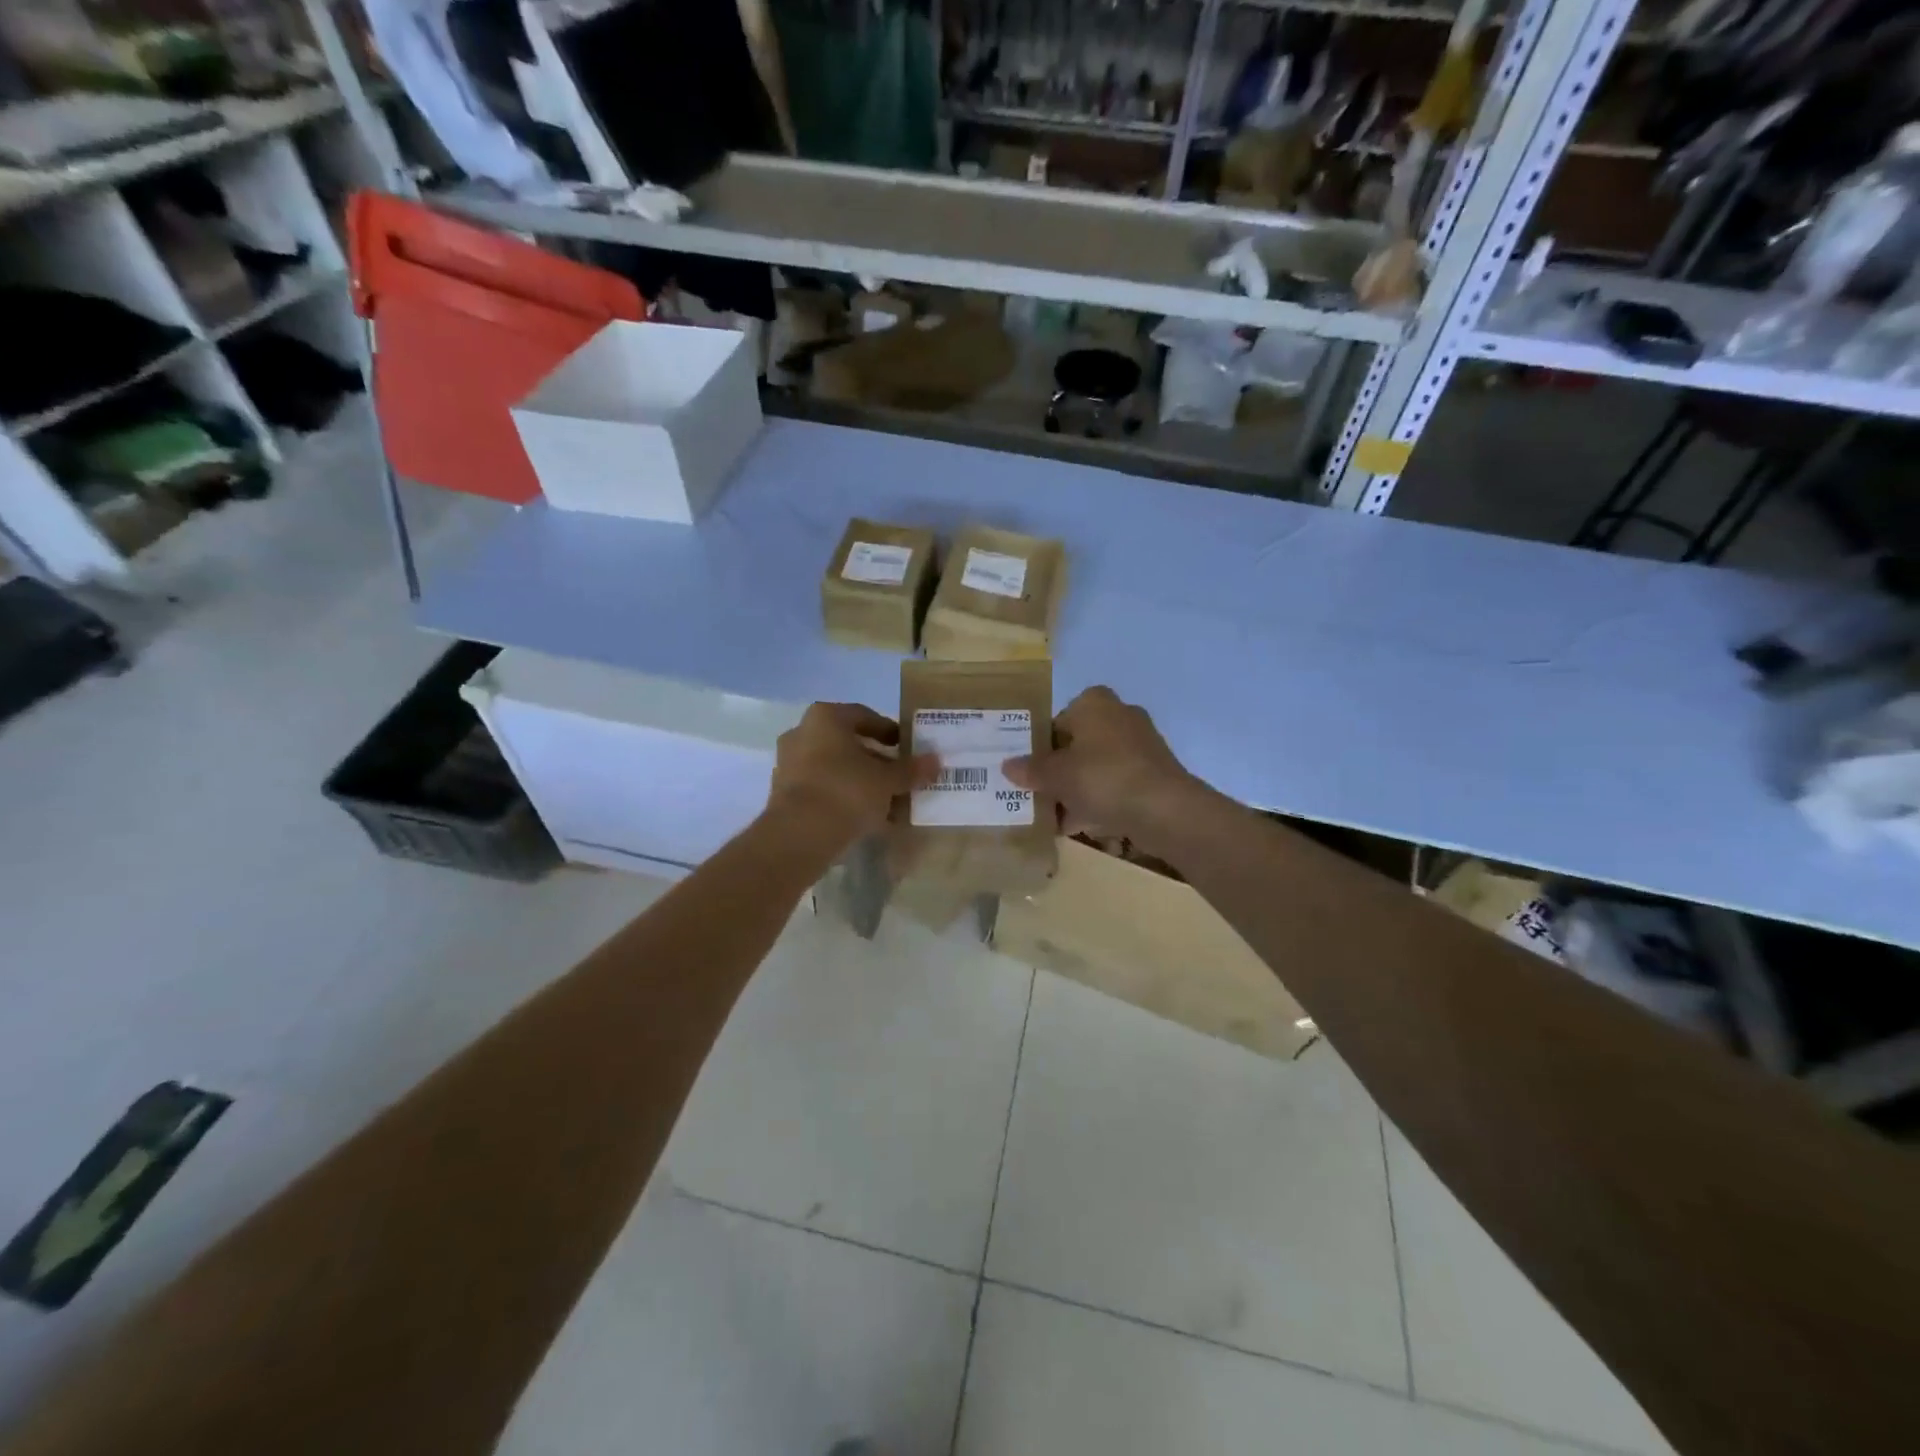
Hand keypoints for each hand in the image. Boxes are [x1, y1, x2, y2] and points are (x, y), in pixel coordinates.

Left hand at [764, 703, 935, 854]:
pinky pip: (821, 788)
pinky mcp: (783, 794)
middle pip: (847, 743)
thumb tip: (935, 761)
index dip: (888, 731)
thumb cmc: (847, 791)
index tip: (906, 747)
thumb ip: (910, 769)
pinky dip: (841, 797)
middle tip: (898, 775)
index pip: (864, 716)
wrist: (799, 834)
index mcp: (825, 717)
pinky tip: (863, 816)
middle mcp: (802, 733)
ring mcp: (788, 764)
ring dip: (858, 780)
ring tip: (885, 801)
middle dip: (874, 759)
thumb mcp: (887, 780)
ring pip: (833, 767)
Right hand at [1005, 686, 1209, 850]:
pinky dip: (1101, 800)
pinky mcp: (1154, 772)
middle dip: (1060, 772)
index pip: (1057, 721)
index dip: (1041, 748)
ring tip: (1058, 818)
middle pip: (1078, 745)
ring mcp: (1141, 744)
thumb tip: (1007, 765)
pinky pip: (1117, 783)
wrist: (1164, 809)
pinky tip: (1084, 826)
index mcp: (1094, 703)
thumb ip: (1031, 770)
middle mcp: (1119, 715)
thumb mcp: (1056, 776)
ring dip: (1078, 790)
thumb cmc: (1102, 777)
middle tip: (1040, 796)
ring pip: (1097, 766)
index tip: (1030, 773)